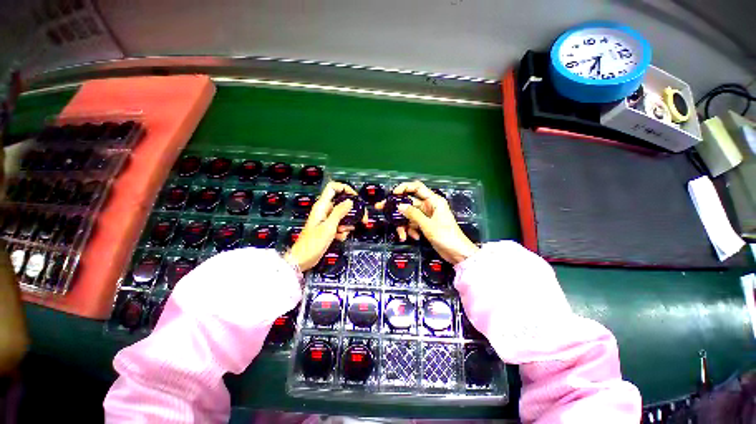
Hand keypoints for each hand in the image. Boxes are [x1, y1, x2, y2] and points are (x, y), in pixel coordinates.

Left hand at [284, 181, 363, 270]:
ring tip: (343, 232)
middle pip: (342, 203)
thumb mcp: (329, 227)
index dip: (345, 188)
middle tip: (362, 219)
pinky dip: (342, 231)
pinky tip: (339, 237)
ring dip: (347, 224)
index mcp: (322, 206)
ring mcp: (327, 220)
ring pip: (343, 215)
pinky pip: (340, 225)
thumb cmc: (313, 243)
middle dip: (352, 211)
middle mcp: (325, 210)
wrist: (303, 259)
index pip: (333, 187)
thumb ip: (339, 212)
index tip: (355, 197)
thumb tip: (350, 201)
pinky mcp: (328, 228)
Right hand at [378, 181, 478, 264]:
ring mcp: (426, 216)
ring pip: (408, 215)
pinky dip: (410, 230)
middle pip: (409, 202)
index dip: (404, 188)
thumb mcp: (427, 225)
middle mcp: (429, 205)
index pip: (417, 187)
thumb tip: (399, 206)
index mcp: (433, 200)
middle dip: (396, 208)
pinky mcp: (424, 225)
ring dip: (404, 225)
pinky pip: (412, 224)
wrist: (457, 253)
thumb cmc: (446, 236)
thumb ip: (413, 214)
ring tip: (402, 235)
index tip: (392, 194)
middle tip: (380, 208)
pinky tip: (414, 237)